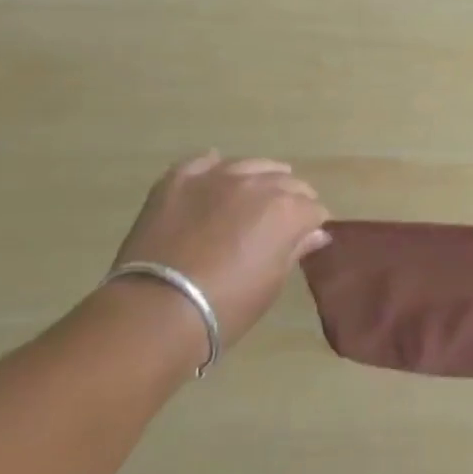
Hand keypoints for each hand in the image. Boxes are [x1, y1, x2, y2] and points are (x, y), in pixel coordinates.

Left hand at [113, 152, 330, 358]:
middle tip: (281, 223)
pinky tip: (215, 178)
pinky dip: (214, 169)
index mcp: (287, 210)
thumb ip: (295, 250)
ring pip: (251, 165)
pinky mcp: (180, 180)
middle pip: (287, 182)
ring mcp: (217, 177)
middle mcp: (257, 183)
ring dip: (260, 179)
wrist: (156, 311)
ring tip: (254, 197)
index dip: (312, 224)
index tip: (305, 238)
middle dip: (291, 200)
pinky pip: (204, 162)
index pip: (313, 209)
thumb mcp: (271, 283)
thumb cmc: (226, 306)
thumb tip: (316, 234)